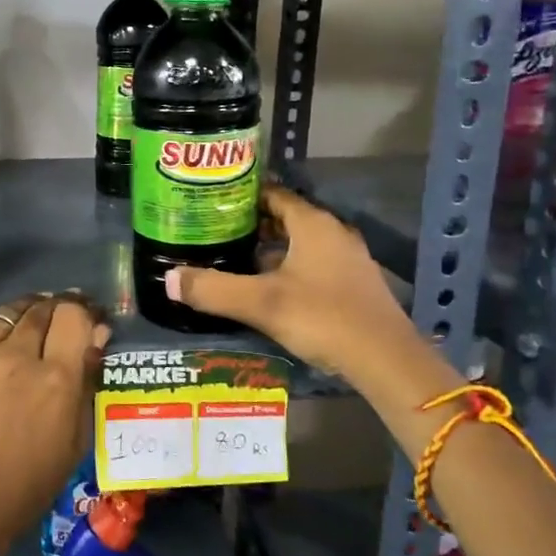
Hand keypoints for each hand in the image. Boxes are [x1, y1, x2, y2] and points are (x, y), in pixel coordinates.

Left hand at [0, 293, 109, 555]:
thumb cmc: (28, 481)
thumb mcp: (75, 439)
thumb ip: (87, 380)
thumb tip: (96, 332)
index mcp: (56, 379)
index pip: (73, 315)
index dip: (82, 312)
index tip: (84, 319)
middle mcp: (16, 356)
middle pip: (40, 308)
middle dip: (54, 311)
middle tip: (55, 326)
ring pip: (5, 312)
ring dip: (20, 317)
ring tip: (21, 331)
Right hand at [165, 185, 418, 382]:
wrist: (386, 361)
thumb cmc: (323, 317)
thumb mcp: (261, 303)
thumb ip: (213, 289)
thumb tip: (169, 279)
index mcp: (313, 224)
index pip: (273, 194)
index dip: (242, 196)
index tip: (211, 203)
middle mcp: (333, 233)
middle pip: (286, 218)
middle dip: (252, 224)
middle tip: (215, 232)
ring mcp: (348, 259)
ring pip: (300, 244)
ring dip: (271, 249)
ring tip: (234, 260)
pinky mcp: (354, 285)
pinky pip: (313, 264)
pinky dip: (289, 268)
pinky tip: (268, 289)